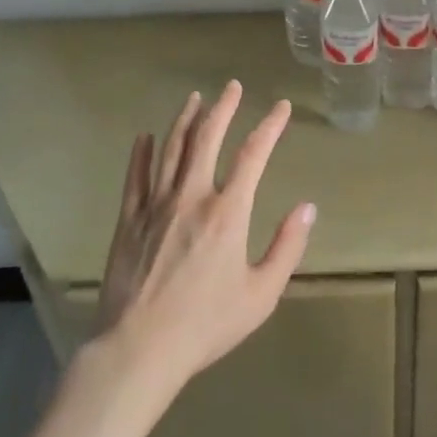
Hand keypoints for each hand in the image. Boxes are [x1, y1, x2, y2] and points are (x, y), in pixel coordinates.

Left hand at [92, 81, 315, 398]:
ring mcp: (156, 205)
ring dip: (185, 119)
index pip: (253, 155)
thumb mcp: (261, 294)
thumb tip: (308, 207)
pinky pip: (135, 176)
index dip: (270, 126)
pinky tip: (145, 137)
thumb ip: (287, 248)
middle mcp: (192, 196)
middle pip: (207, 138)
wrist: (139, 350)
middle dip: (222, 107)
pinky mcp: (129, 220)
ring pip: (172, 149)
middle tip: (231, 86)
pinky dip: (141, 153)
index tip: (281, 107)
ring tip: (194, 98)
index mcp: (228, 212)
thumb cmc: (206, 324)